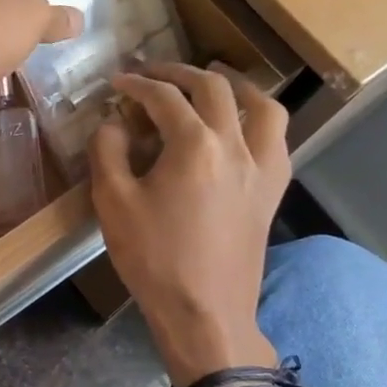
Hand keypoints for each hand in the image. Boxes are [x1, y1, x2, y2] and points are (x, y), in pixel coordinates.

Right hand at [89, 63, 290, 386]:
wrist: (204, 313)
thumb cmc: (154, 259)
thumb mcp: (113, 203)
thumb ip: (108, 151)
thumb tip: (115, 122)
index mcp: (194, 145)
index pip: (164, 97)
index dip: (137, 83)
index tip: (117, 82)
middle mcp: (235, 146)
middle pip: (214, 89)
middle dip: (180, 73)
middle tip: (155, 74)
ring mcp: (262, 168)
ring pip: (262, 107)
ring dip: (236, 86)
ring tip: (215, 81)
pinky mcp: (273, 192)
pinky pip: (278, 140)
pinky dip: (261, 121)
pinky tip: (243, 128)